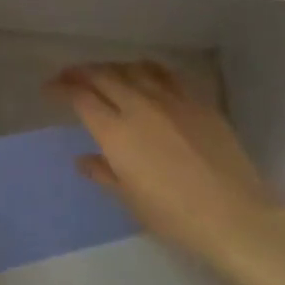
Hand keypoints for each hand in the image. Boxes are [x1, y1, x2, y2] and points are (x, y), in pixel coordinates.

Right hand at [50, 62, 277, 266]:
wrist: (234, 215)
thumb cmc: (175, 217)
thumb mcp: (131, 200)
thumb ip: (104, 173)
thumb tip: (83, 159)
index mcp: (116, 132)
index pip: (80, 98)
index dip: (61, 88)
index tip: (50, 89)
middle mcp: (139, 106)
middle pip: (104, 76)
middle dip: (81, 72)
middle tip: (69, 76)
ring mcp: (171, 99)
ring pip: (133, 69)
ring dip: (112, 67)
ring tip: (104, 73)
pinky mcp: (197, 101)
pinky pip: (165, 74)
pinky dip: (146, 69)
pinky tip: (144, 75)